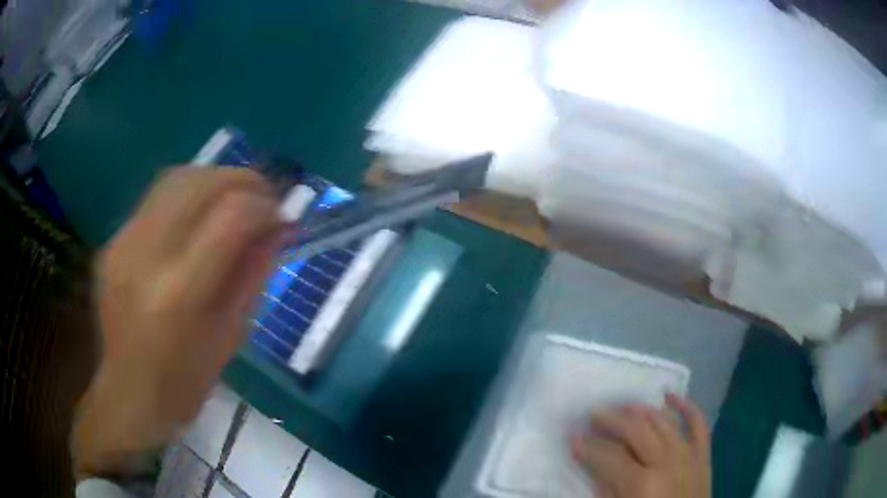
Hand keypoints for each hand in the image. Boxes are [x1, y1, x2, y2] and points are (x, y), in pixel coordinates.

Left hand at [72, 166, 282, 478]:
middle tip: (264, 196)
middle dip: (243, 180)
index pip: (230, 218)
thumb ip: (252, 275)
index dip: (264, 207)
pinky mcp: (113, 241)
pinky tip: (198, 214)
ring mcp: (123, 244)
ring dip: (215, 179)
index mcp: (178, 296)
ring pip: (176, 178)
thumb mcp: (230, 338)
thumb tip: (277, 228)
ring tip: (234, 197)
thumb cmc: (184, 383)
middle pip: (201, 184)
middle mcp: (145, 257)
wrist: (127, 392)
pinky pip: (155, 197)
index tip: (280, 216)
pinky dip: (187, 194)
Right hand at [572, 394, 710, 497]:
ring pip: (664, 422)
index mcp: (641, 484)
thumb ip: (605, 488)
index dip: (588, 446)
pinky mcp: (704, 455)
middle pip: (637, 430)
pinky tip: (672, 396)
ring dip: (643, 410)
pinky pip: (699, 424)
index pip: (609, 455)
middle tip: (593, 413)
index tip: (573, 437)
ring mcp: (689, 456)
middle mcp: (667, 463)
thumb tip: (590, 463)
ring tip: (624, 405)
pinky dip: (688, 407)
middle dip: (612, 420)